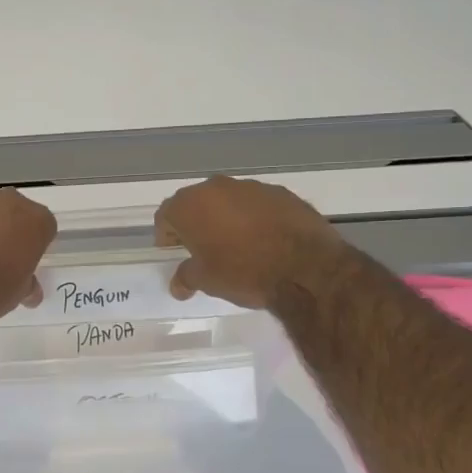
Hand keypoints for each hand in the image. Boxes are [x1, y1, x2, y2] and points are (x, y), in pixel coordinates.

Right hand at [154, 176, 346, 308]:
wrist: (305, 268)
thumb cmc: (243, 272)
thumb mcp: (207, 281)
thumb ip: (186, 277)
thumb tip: (178, 285)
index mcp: (190, 205)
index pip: (166, 215)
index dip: (167, 235)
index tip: (174, 251)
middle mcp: (216, 187)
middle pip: (196, 203)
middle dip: (196, 223)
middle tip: (202, 248)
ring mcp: (251, 187)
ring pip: (228, 201)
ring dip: (226, 218)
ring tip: (236, 244)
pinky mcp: (281, 192)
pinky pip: (257, 204)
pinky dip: (255, 217)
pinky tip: (264, 240)